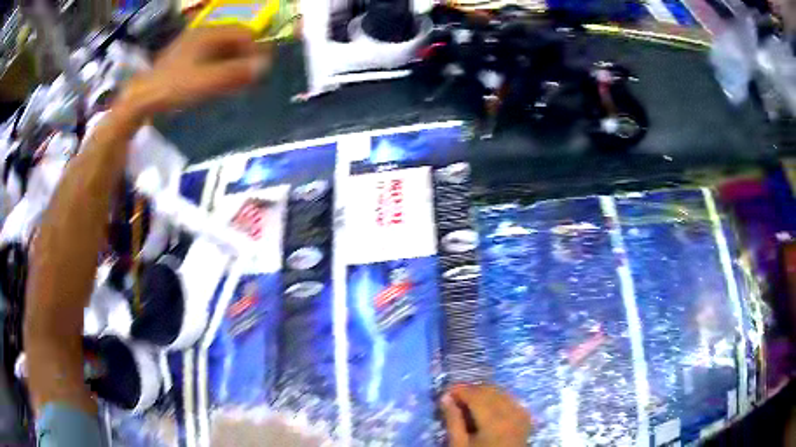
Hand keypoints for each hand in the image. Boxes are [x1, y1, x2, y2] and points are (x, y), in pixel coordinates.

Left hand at [117, 25, 271, 117]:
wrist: (141, 98)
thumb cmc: (174, 87)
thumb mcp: (206, 81)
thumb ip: (236, 73)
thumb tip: (265, 66)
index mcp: (209, 33)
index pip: (244, 33)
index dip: (255, 50)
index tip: (257, 71)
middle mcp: (202, 33)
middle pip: (233, 40)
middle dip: (244, 57)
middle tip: (247, 79)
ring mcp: (191, 44)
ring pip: (222, 49)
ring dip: (232, 63)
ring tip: (233, 83)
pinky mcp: (184, 57)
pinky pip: (209, 56)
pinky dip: (218, 66)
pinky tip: (215, 82)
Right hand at [441, 384, 532, 446]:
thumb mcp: (459, 445)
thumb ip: (453, 420)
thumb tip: (446, 398)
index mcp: (494, 421)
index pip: (476, 395)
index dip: (460, 390)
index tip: (445, 391)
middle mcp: (512, 413)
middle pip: (490, 391)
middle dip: (472, 390)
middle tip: (454, 397)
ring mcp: (522, 415)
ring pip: (502, 393)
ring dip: (485, 393)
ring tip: (469, 402)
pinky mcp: (526, 420)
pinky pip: (512, 401)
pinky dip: (498, 399)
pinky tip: (487, 408)